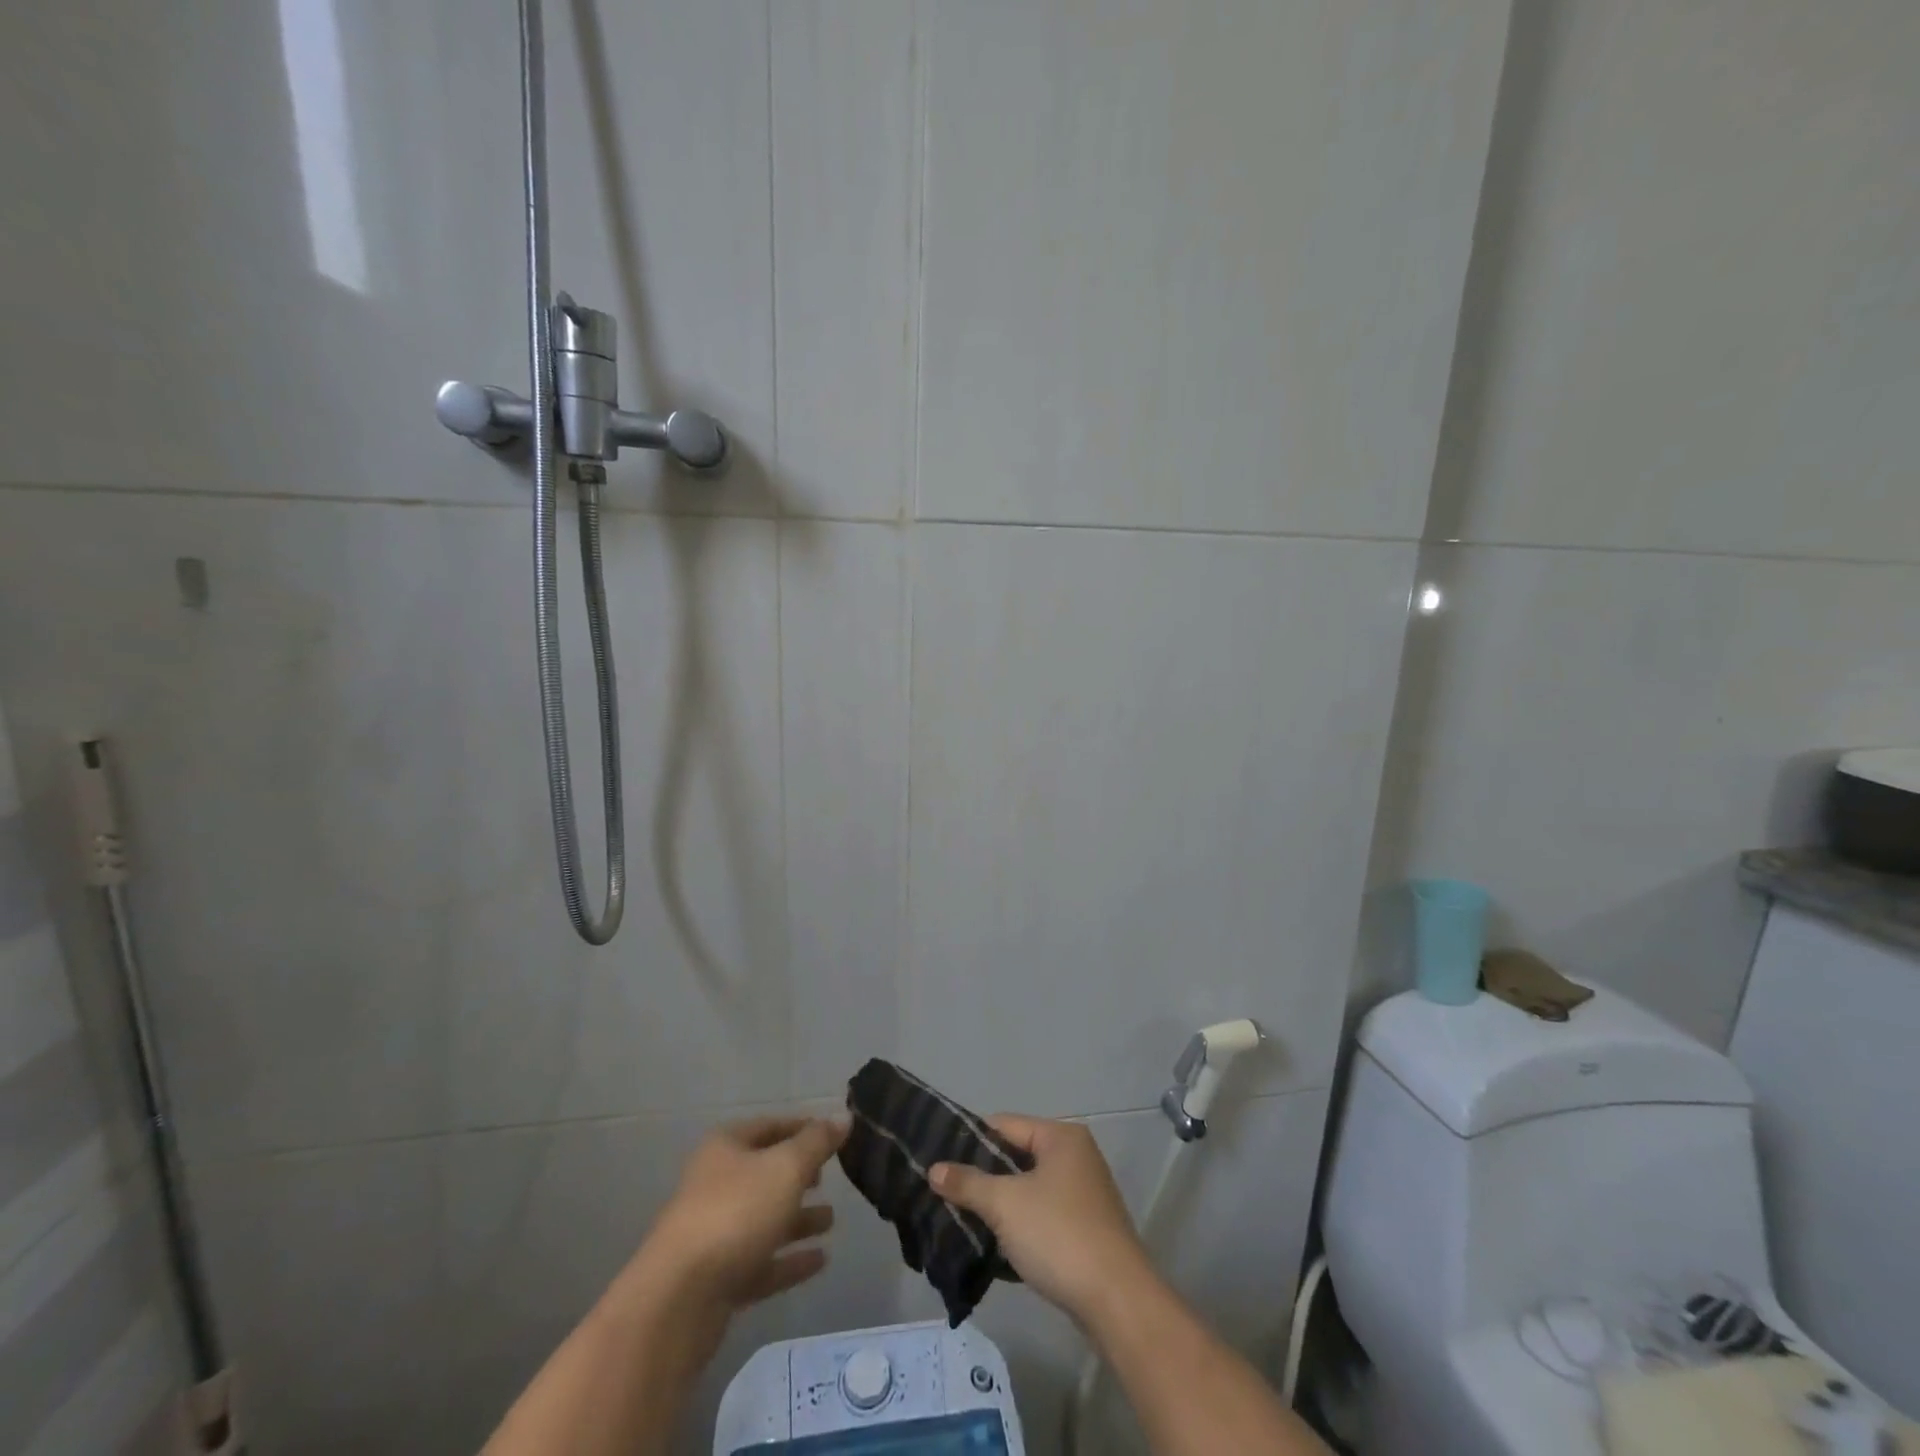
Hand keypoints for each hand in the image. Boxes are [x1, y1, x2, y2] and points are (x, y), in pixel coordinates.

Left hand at [627, 1115, 845, 1331]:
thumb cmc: (735, 1213)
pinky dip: (789, 1260)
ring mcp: (715, 1234)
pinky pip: (762, 1262)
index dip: (802, 1127)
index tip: (834, 1135)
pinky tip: (820, 1260)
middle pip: (765, 1173)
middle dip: (799, 1175)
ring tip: (831, 1220)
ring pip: (765, 1219)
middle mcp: (716, 1184)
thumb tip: (843, 1116)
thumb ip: (817, 1142)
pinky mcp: (718, 1280)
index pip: (770, 1126)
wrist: (678, 1301)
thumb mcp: (786, 1167)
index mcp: (725, 1148)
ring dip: (798, 1219)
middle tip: (831, 1177)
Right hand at [930, 1115, 1151, 1323]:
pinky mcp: (1085, 1228)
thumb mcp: (1005, 1204)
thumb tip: (933, 1169)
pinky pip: (1041, 1214)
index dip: (969, 1140)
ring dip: (999, 1203)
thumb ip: (967, 1184)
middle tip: (944, 1191)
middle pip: (1016, 1156)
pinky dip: (1019, 1224)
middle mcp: (1075, 1156)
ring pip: (1028, 1188)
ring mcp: (1083, 1193)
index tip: (937, 1159)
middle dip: (982, 1175)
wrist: (1117, 1301)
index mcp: (1060, 1136)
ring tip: (961, 1217)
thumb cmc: (1059, 1235)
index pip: (1004, 1124)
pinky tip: (993, 1242)